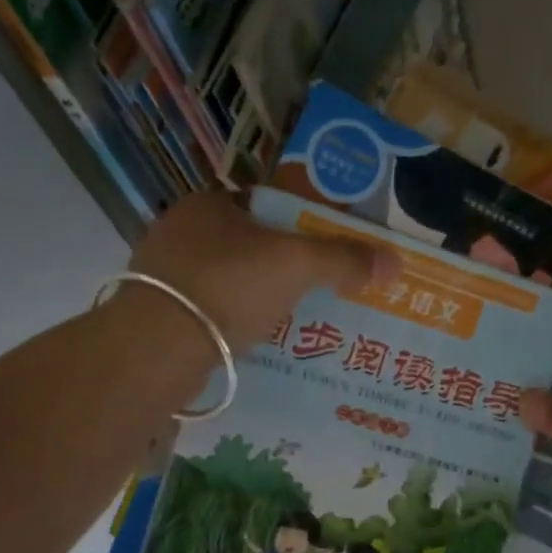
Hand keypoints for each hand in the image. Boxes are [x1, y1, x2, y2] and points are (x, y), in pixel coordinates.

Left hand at [127, 193, 399, 352]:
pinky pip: (211, 310)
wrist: (157, 348)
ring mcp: (162, 274)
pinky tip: (257, 340)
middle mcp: (180, 231)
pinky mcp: (157, 314)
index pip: (267, 205)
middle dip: (283, 266)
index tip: (327, 251)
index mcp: (210, 203)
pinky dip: (235, 321)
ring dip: (259, 296)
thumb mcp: (296, 265)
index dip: (302, 224)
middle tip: (319, 288)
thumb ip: (343, 260)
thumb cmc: (228, 286)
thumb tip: (395, 261)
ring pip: (229, 280)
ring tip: (295, 318)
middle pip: (249, 244)